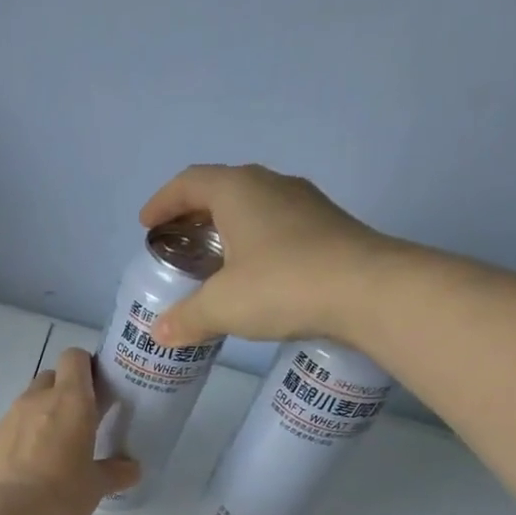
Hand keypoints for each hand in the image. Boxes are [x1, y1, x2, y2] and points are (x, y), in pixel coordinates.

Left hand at [0, 347, 139, 514]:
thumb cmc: (62, 492)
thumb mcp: (97, 486)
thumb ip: (116, 472)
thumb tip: (132, 469)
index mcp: (70, 400)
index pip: (74, 358)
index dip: (85, 368)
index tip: (95, 391)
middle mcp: (35, 400)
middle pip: (49, 378)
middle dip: (62, 393)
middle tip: (75, 424)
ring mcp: (6, 419)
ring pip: (26, 405)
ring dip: (39, 419)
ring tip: (49, 453)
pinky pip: (6, 433)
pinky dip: (17, 443)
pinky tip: (23, 473)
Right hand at [139, 164, 395, 348]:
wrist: (369, 291)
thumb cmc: (282, 284)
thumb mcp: (221, 306)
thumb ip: (186, 317)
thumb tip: (161, 332)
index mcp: (239, 191)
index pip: (190, 182)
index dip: (163, 201)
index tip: (147, 224)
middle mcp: (272, 186)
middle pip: (222, 190)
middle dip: (193, 214)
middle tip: (176, 242)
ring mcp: (305, 205)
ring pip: (253, 208)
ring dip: (226, 228)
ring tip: (212, 261)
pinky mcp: (327, 229)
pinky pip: (276, 227)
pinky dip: (253, 244)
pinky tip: (252, 276)